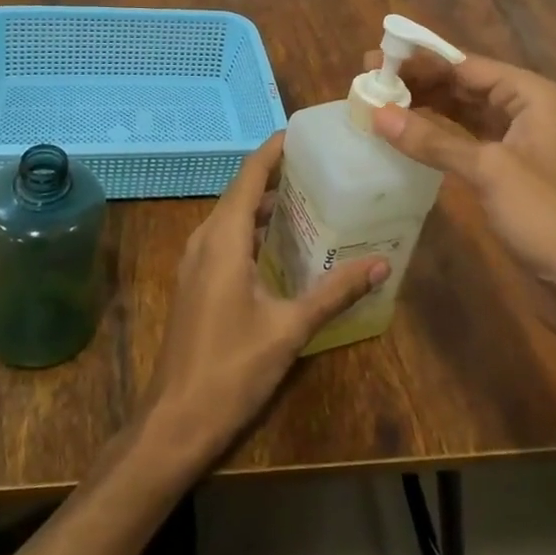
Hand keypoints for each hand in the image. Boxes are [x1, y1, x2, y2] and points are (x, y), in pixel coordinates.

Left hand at [141, 133, 385, 463]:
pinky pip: (225, 239)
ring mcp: (195, 262)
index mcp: (223, 239)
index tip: (303, 134)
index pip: (249, 176)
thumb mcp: (289, 329)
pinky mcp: (195, 282)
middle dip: (275, 176)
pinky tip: (281, 245)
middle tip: (319, 168)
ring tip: (308, 200)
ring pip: (231, 217)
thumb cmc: (232, 369)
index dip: (273, 150)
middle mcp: (204, 240)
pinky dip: (252, 230)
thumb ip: (334, 293)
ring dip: (264, 204)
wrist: (175, 421)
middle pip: (240, 192)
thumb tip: (380, 264)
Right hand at [367, 48, 555, 296]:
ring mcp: (514, 137)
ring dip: (422, 105)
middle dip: (416, 81)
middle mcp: (523, 106)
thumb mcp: (488, 172)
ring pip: (459, 109)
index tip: (374, 60)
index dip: (418, 62)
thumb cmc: (546, 216)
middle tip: (368, 81)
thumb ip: (432, 141)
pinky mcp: (504, 165)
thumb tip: (376, 113)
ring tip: (378, 102)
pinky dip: (434, 133)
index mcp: (529, 94)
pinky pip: (462, 136)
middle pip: (461, 83)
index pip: (464, 64)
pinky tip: (404, 133)